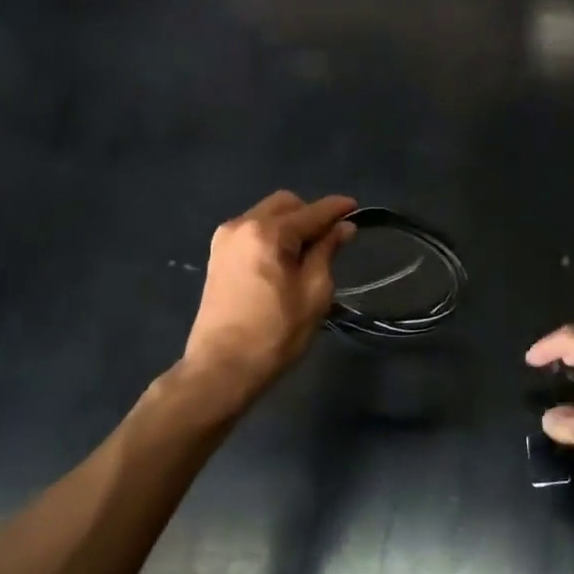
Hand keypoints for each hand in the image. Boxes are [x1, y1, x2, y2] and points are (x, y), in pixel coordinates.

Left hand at [182, 191, 355, 402]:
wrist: (221, 368)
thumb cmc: (275, 333)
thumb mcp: (314, 292)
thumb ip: (327, 251)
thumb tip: (343, 227)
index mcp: (268, 232)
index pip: (312, 211)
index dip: (337, 209)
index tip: (356, 208)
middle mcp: (242, 225)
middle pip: (286, 204)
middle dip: (311, 214)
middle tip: (331, 239)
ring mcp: (225, 239)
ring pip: (267, 215)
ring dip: (290, 224)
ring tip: (308, 253)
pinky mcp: (217, 256)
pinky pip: (252, 231)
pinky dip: (272, 235)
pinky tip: (284, 260)